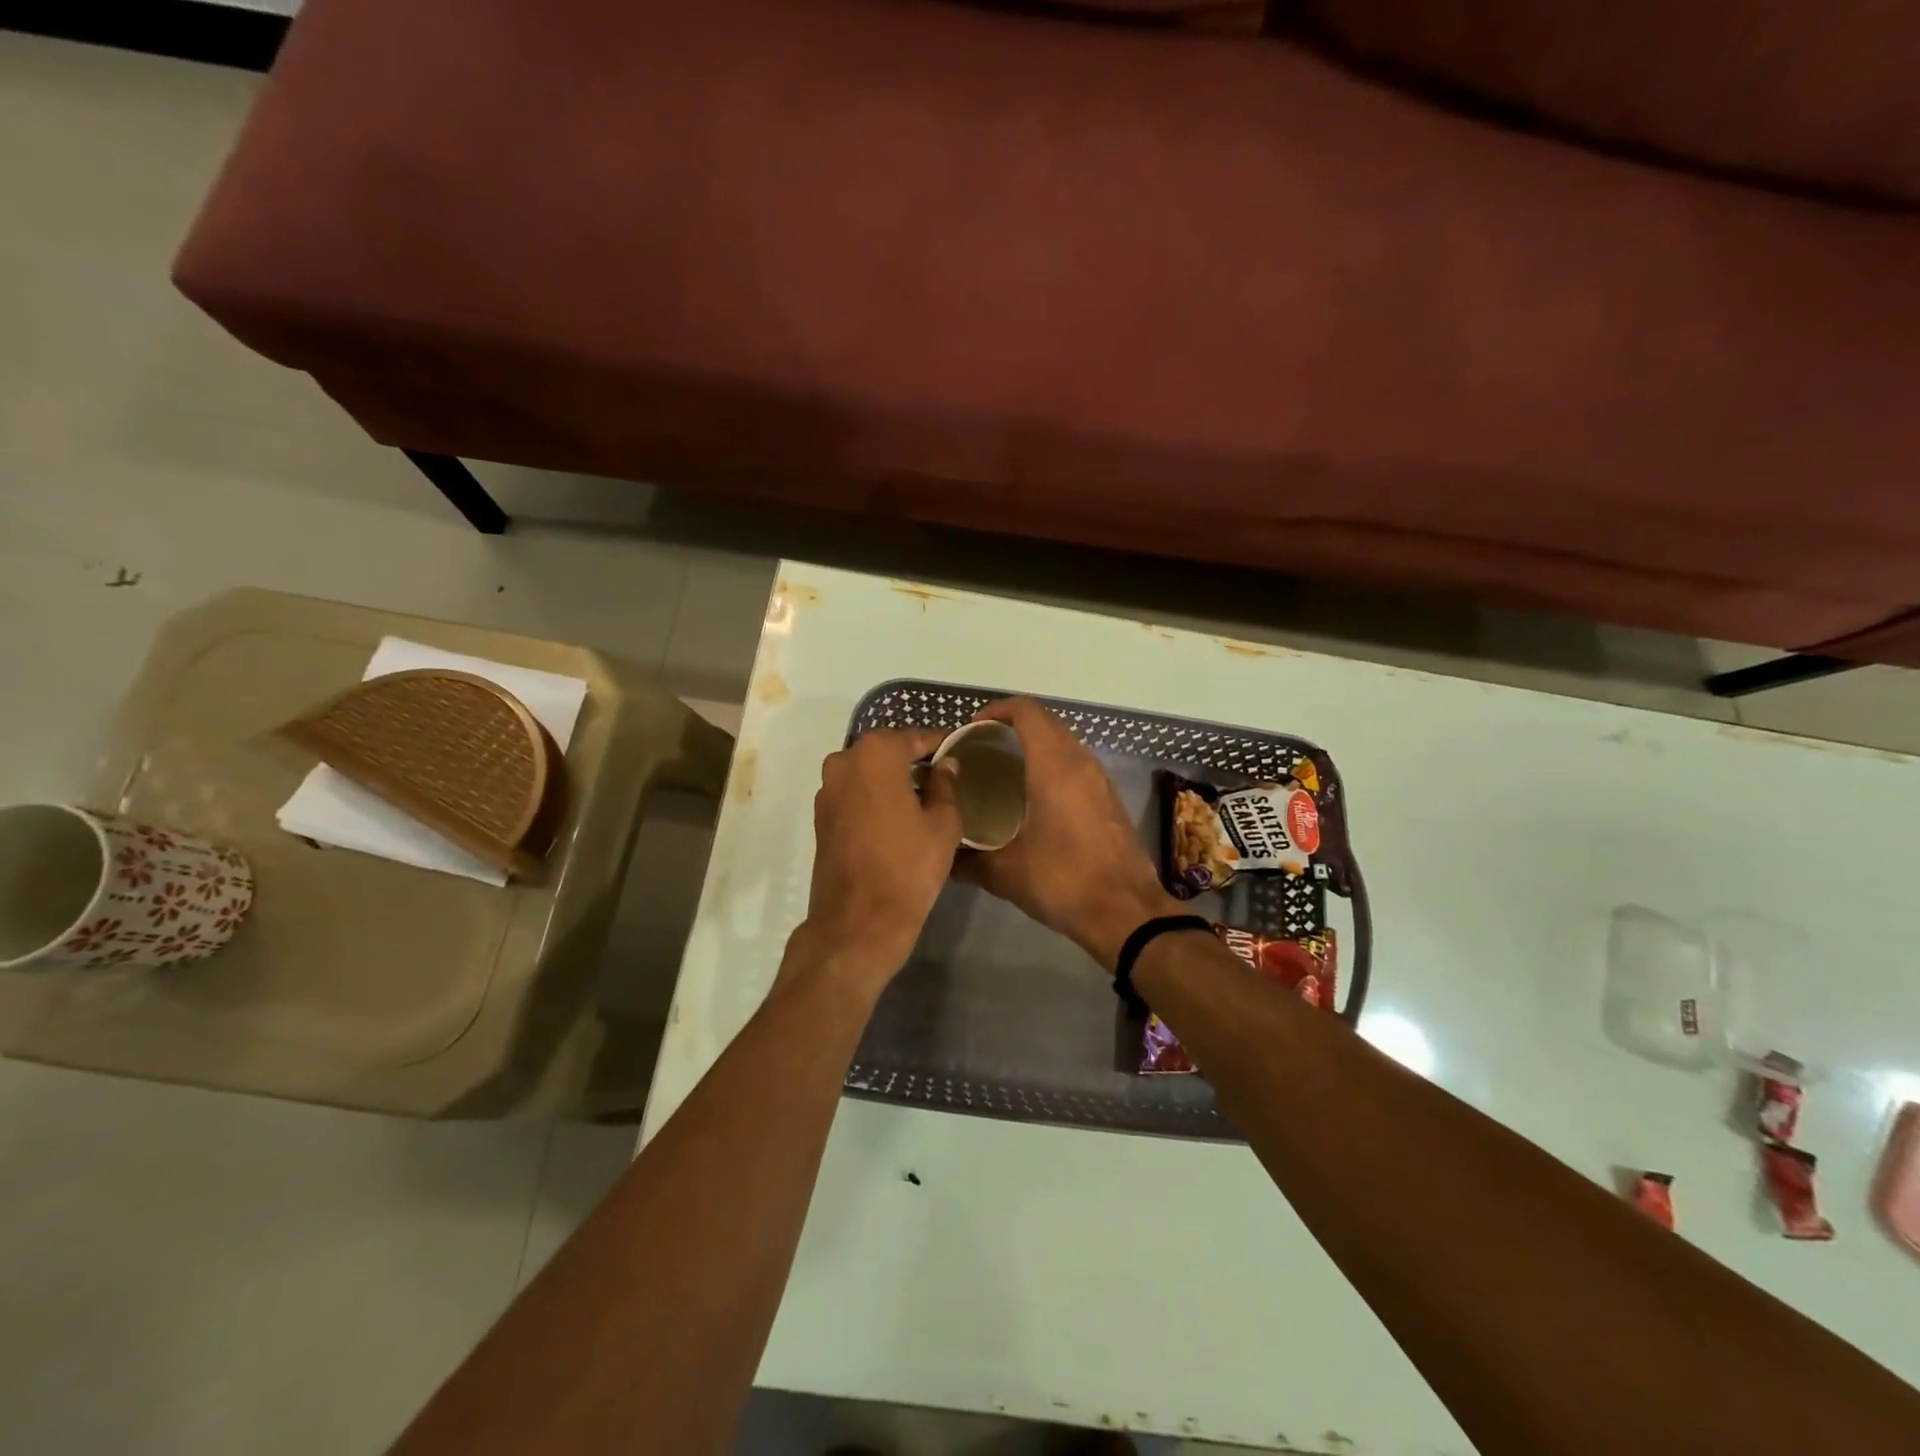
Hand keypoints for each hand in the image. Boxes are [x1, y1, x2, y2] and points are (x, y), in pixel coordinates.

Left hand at [794, 728, 963, 993]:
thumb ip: (946, 785)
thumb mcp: (943, 824)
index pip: (915, 738)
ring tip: (925, 797)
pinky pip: (855, 793)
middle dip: (914, 759)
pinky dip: (875, 797)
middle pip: (887, 751)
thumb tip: (946, 765)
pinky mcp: (821, 817)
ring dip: (893, 778)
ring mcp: (827, 790)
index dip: (940, 744)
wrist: (859, 921)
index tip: (960, 751)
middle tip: (945, 775)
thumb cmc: (908, 866)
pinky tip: (898, 816)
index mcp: (875, 754)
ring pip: (868, 772)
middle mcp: (844, 762)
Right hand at [959, 698, 1181, 972]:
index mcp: (1054, 767)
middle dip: (1012, 727)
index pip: (1026, 712)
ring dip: (1036, 745)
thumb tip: (946, 856)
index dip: (997, 711)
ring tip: (1004, 771)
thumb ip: (969, 860)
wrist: (1126, 913)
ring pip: (1064, 743)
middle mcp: (1080, 763)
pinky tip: (1033, 797)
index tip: (972, 730)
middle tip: (982, 750)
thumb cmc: (1063, 882)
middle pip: (1046, 722)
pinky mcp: (1110, 799)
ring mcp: (1100, 780)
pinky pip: (1077, 765)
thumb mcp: (1005, 873)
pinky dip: (1053, 765)